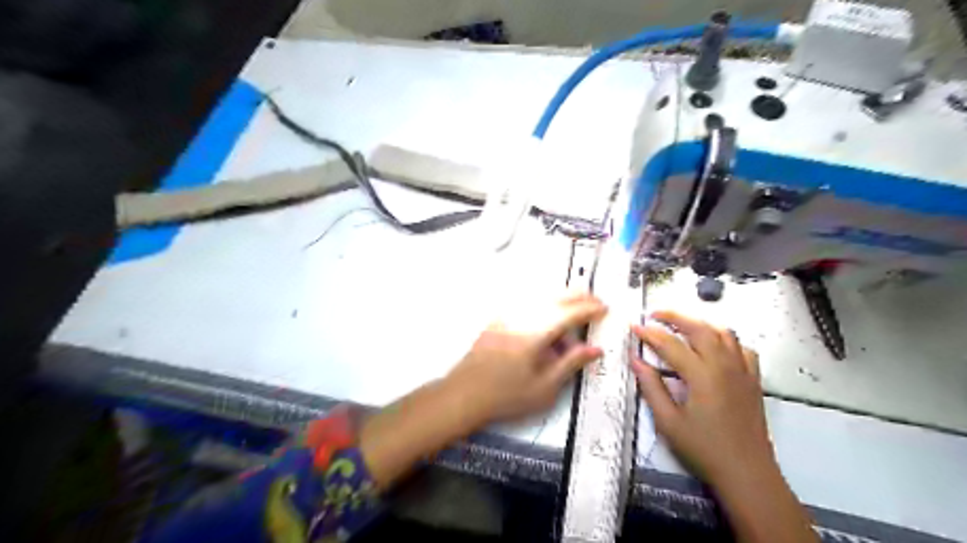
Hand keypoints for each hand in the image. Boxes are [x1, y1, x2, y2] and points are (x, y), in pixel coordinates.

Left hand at [443, 292, 602, 428]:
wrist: (465, 394)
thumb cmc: (507, 395)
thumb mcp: (544, 387)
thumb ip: (570, 364)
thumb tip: (595, 348)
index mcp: (536, 333)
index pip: (570, 313)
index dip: (590, 309)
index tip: (605, 309)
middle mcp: (522, 317)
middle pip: (555, 298)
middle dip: (578, 296)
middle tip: (595, 301)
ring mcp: (508, 315)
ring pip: (541, 297)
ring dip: (561, 297)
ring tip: (576, 303)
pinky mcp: (498, 319)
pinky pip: (526, 302)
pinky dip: (543, 302)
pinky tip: (548, 310)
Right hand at [632, 311, 775, 485]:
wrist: (747, 473)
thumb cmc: (703, 449)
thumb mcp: (669, 422)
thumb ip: (651, 387)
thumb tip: (636, 360)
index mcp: (701, 375)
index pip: (670, 344)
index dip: (649, 334)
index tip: (633, 327)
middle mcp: (724, 365)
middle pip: (699, 328)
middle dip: (675, 316)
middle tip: (654, 315)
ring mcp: (742, 370)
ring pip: (723, 333)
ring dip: (700, 324)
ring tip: (681, 325)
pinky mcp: (753, 379)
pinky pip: (742, 348)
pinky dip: (726, 340)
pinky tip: (715, 347)